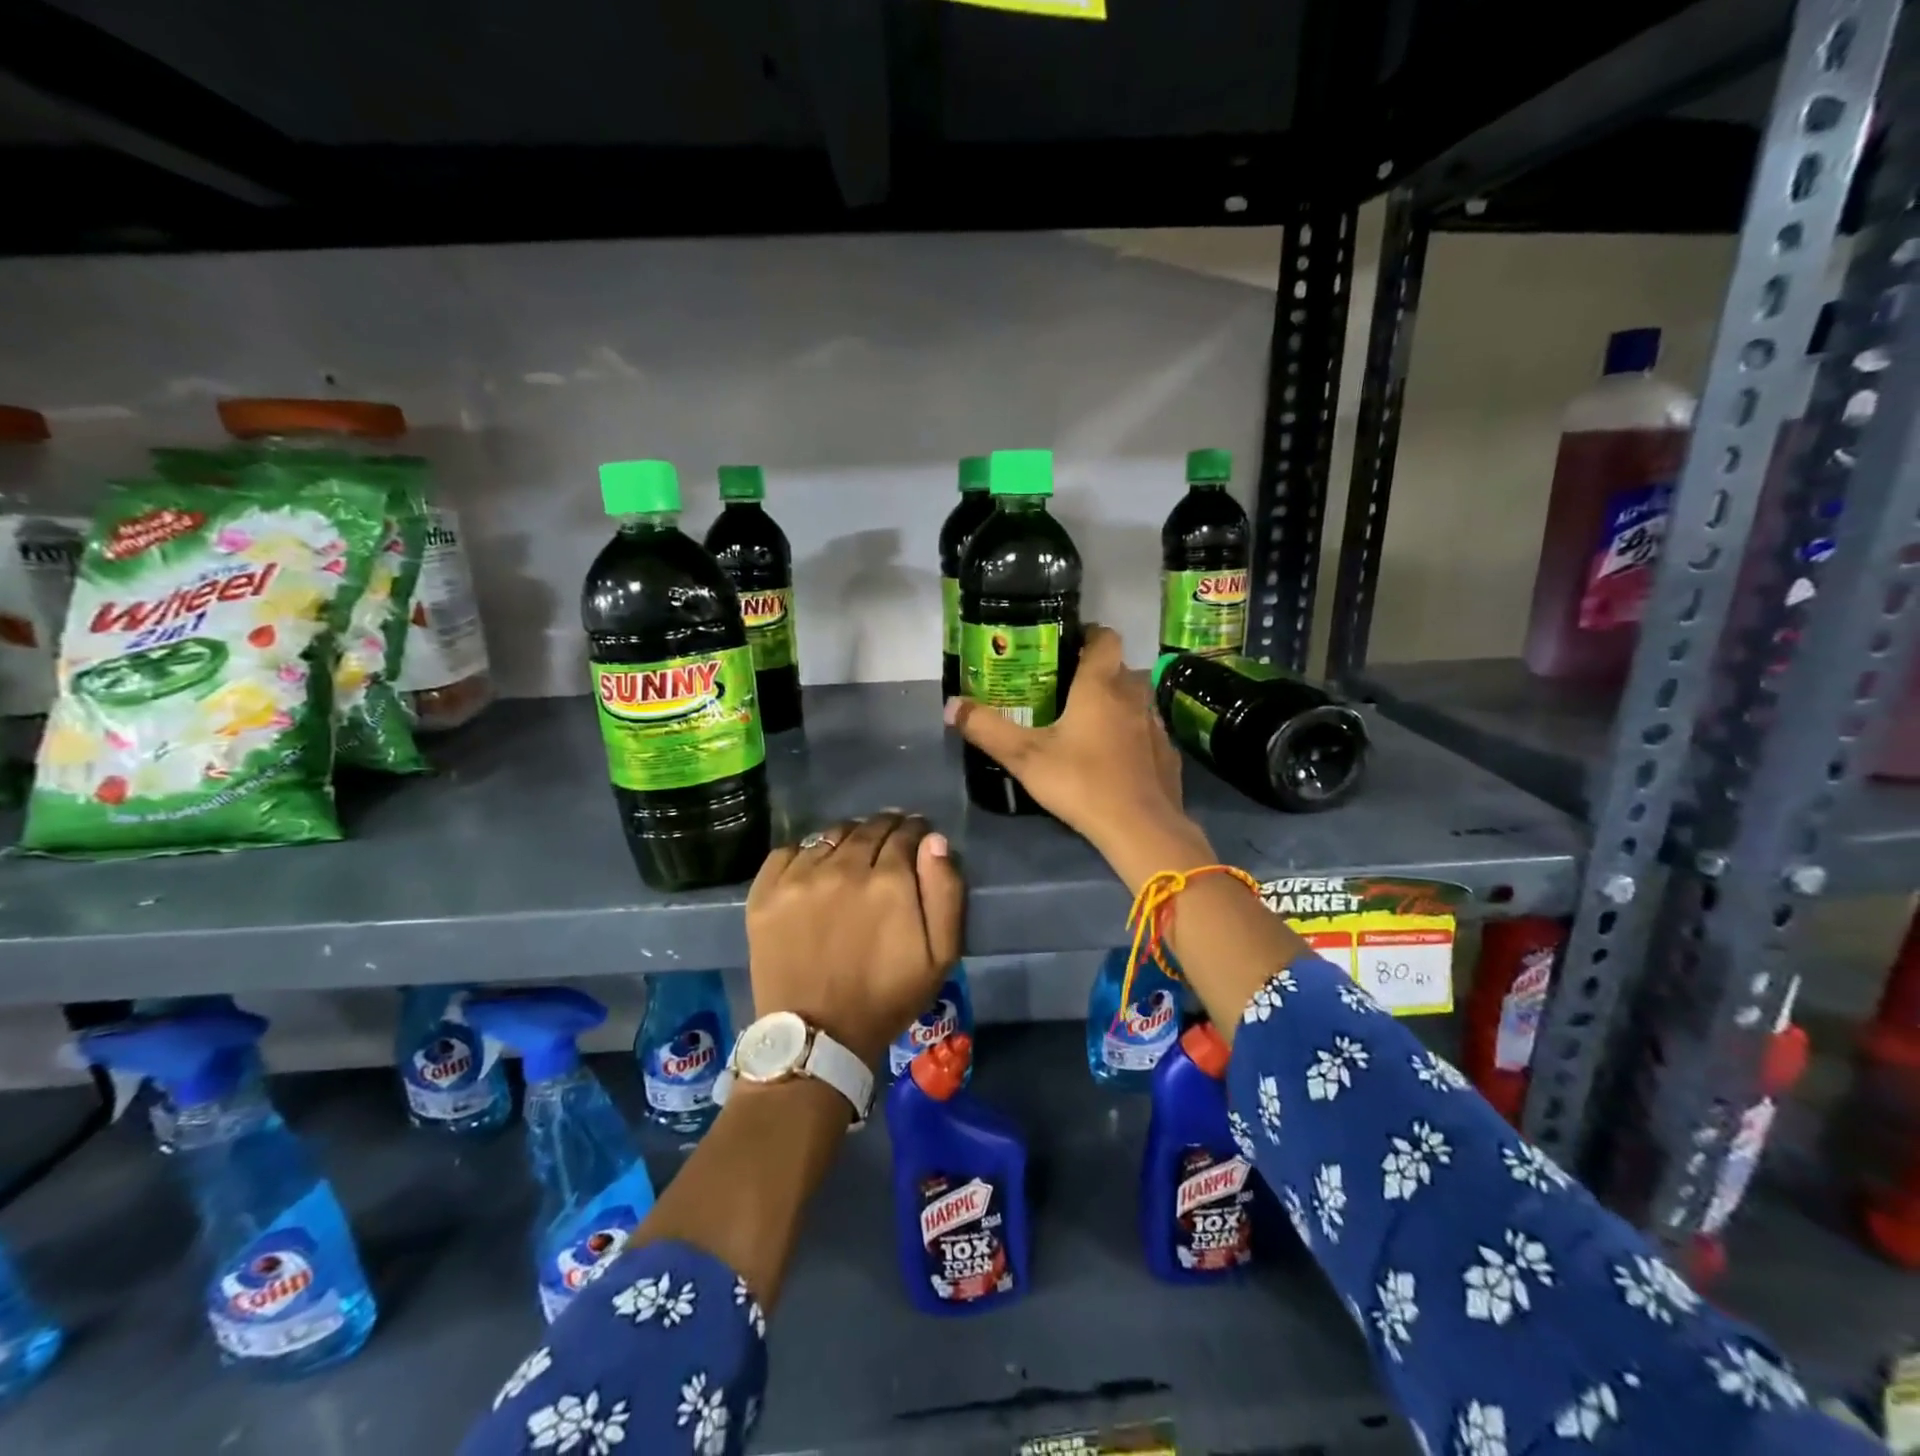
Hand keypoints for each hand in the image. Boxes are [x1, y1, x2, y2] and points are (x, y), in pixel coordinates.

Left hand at [745, 812, 964, 1065]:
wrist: (818, 1038)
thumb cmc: (887, 998)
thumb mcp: (940, 956)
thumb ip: (945, 892)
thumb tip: (934, 842)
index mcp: (889, 881)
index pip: (906, 833)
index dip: (916, 831)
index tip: (918, 837)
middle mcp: (843, 867)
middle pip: (869, 828)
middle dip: (885, 828)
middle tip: (890, 840)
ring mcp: (800, 878)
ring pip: (831, 835)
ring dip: (849, 837)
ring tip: (854, 851)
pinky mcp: (766, 892)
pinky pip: (789, 850)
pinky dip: (807, 852)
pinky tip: (815, 867)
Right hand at [945, 625, 1211, 890]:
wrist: (1141, 828)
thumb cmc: (1081, 782)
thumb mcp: (1024, 757)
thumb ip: (987, 729)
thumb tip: (951, 705)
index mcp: (1100, 685)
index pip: (1105, 638)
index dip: (1088, 634)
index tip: (1067, 645)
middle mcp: (1133, 696)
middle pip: (1119, 668)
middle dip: (1096, 672)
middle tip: (1065, 688)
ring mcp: (1155, 725)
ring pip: (1135, 700)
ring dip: (1116, 702)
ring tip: (1088, 722)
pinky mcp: (1167, 753)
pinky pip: (1146, 730)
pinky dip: (1131, 733)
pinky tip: (1114, 756)